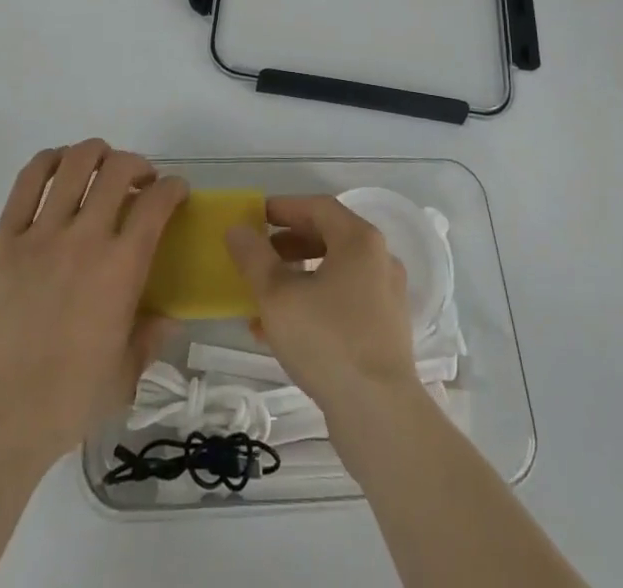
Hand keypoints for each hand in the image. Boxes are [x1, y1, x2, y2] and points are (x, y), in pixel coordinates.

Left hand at [0, 140, 187, 464]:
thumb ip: (150, 338)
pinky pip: (26, 182)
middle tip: (138, 180)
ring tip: (99, 165)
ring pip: (73, 164)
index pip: (156, 203)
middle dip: (136, 164)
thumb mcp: (125, 376)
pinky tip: (57, 165)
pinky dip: (47, 162)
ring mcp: (42, 234)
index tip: (175, 191)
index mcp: (122, 268)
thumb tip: (167, 318)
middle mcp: (86, 238)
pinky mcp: (4, 239)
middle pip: (117, 169)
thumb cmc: (67, 402)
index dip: (173, 187)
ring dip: (94, 153)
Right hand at [225, 196, 419, 418]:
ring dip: (296, 279)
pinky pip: (343, 304)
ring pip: (333, 274)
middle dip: (287, 244)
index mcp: (360, 240)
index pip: (318, 207)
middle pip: (328, 238)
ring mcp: (385, 298)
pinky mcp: (384, 332)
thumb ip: (253, 258)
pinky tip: (280, 332)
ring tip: (262, 297)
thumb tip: (237, 229)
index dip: (283, 208)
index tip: (254, 216)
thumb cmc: (327, 341)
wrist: (380, 415)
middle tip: (257, 254)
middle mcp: (379, 260)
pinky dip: (312, 305)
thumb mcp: (277, 296)